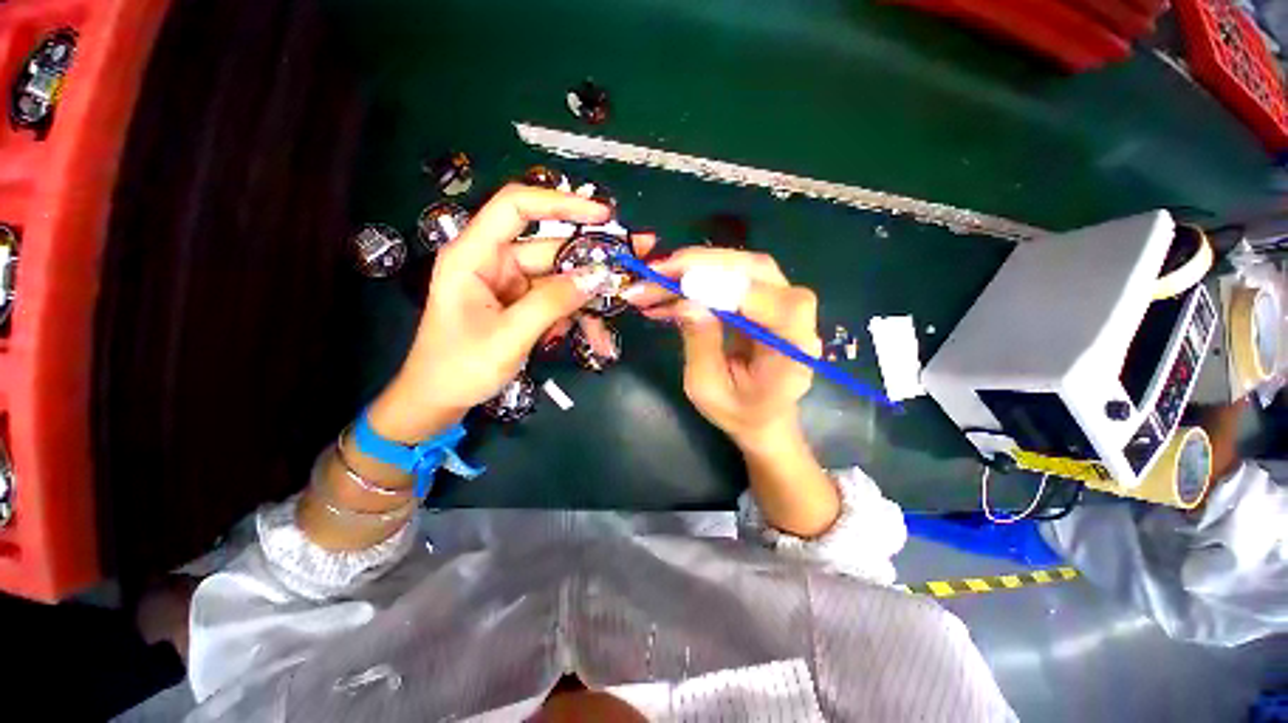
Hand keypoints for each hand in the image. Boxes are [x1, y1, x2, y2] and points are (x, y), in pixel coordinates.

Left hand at [369, 185, 654, 442]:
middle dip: (592, 261)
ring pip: (560, 280)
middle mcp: (495, 262)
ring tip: (614, 320)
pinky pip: (558, 302)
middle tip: (634, 263)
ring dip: (588, 301)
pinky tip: (595, 340)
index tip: (602, 214)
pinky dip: (578, 318)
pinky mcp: (522, 305)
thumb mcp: (508, 337)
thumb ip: (552, 304)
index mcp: (475, 256)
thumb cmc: (459, 367)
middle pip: (551, 249)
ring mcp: (511, 285)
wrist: (438, 400)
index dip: (560, 203)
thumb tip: (598, 277)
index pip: (516, 207)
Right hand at [626, 249, 821, 449]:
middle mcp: (796, 318)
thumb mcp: (709, 389)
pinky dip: (698, 278)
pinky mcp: (762, 298)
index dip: (730, 288)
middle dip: (703, 265)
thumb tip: (686, 301)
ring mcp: (781, 302)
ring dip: (696, 267)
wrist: (762, 415)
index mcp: (794, 349)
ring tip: (655, 279)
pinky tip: (668, 290)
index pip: (775, 304)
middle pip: (758, 271)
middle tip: (657, 271)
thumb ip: (701, 345)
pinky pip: (732, 277)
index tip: (681, 286)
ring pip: (743, 267)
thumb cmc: (739, 412)